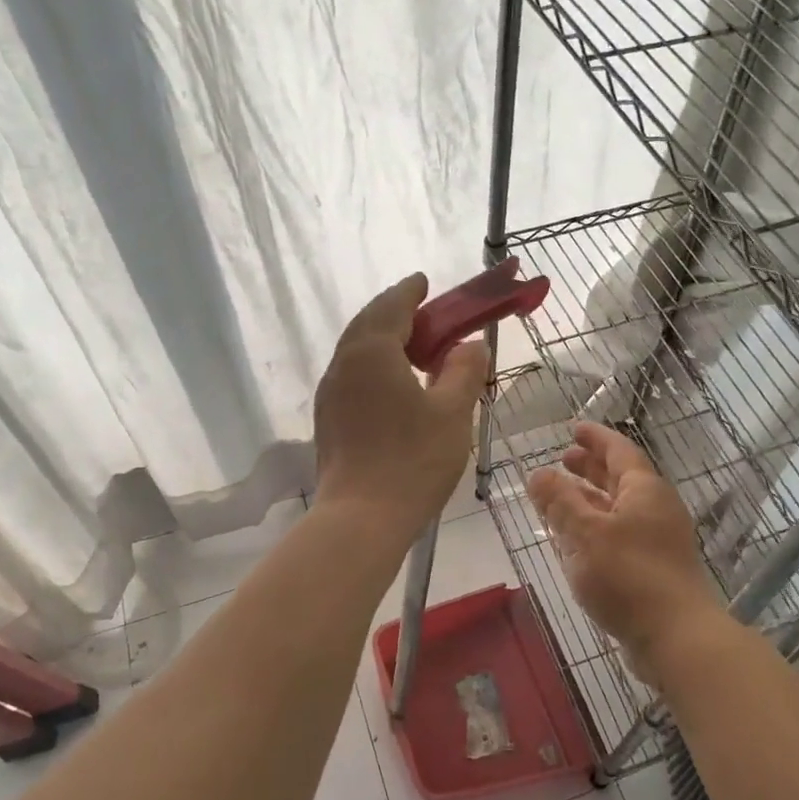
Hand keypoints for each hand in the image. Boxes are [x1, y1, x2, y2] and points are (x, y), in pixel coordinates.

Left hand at [314, 274, 488, 531]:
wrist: (361, 518)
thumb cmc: (413, 460)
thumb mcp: (452, 412)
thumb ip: (464, 371)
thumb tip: (470, 345)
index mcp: (372, 351)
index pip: (392, 306)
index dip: (410, 291)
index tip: (424, 281)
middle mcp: (344, 363)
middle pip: (368, 323)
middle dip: (395, 312)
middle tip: (424, 313)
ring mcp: (330, 392)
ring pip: (356, 350)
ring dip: (383, 339)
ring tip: (413, 348)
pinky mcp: (328, 419)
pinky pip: (352, 375)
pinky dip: (373, 365)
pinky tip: (393, 385)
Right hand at [528, 422, 724, 680]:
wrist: (677, 637)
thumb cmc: (629, 576)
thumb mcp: (585, 533)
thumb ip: (559, 502)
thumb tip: (537, 473)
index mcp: (644, 490)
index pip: (618, 450)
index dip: (595, 438)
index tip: (573, 429)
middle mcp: (656, 509)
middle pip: (620, 478)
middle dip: (591, 467)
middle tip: (563, 460)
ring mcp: (659, 541)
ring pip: (619, 510)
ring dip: (590, 501)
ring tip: (561, 500)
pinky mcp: (655, 570)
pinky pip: (621, 537)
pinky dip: (597, 530)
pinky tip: (576, 544)